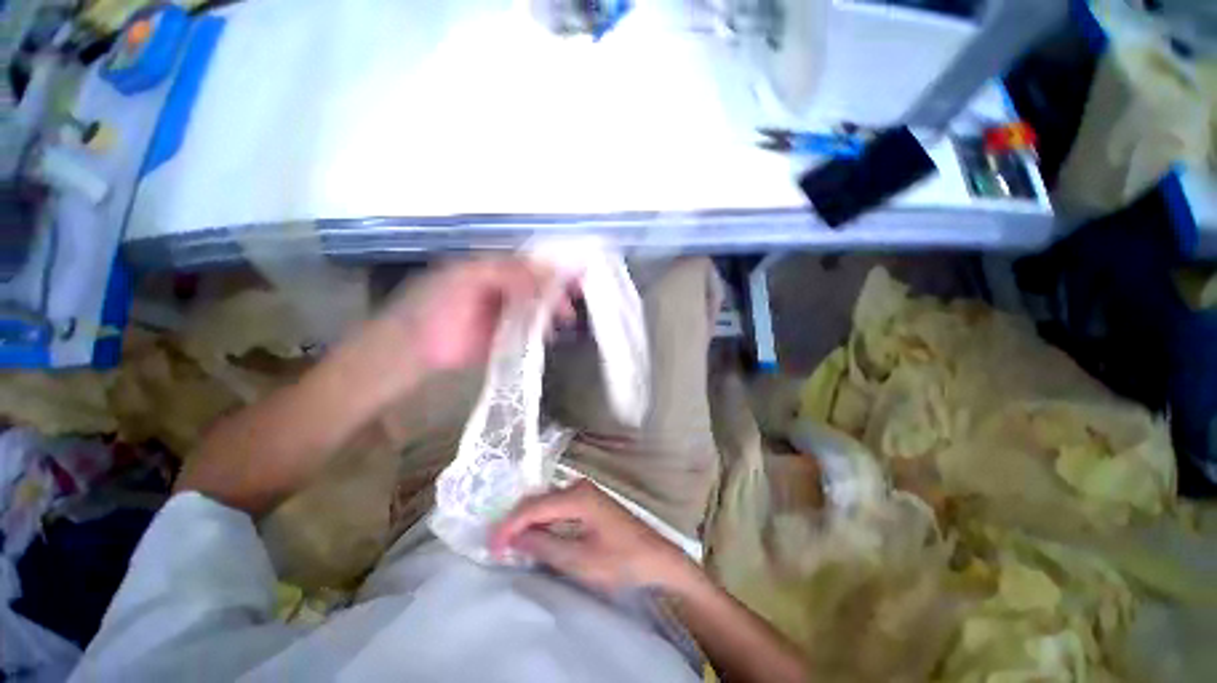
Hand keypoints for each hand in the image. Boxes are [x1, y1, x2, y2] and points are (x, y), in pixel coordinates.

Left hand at [381, 257, 574, 372]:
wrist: (415, 347)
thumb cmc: (437, 304)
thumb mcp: (468, 278)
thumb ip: (507, 272)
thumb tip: (548, 270)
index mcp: (495, 270)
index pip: (532, 264)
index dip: (555, 266)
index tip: (578, 272)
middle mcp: (506, 290)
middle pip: (540, 287)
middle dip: (559, 291)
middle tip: (576, 298)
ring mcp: (508, 315)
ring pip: (539, 309)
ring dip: (554, 311)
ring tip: (565, 319)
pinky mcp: (509, 338)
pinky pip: (532, 332)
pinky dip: (544, 331)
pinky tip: (550, 335)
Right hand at [490, 480, 696, 594]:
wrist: (657, 557)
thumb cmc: (622, 560)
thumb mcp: (580, 560)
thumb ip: (545, 546)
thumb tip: (514, 538)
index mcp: (577, 496)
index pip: (533, 506)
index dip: (509, 526)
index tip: (491, 546)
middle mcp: (579, 486)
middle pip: (538, 500)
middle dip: (515, 522)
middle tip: (497, 546)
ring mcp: (585, 492)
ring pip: (547, 502)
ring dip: (528, 521)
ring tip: (510, 543)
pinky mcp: (589, 501)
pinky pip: (557, 507)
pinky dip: (543, 521)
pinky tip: (535, 535)